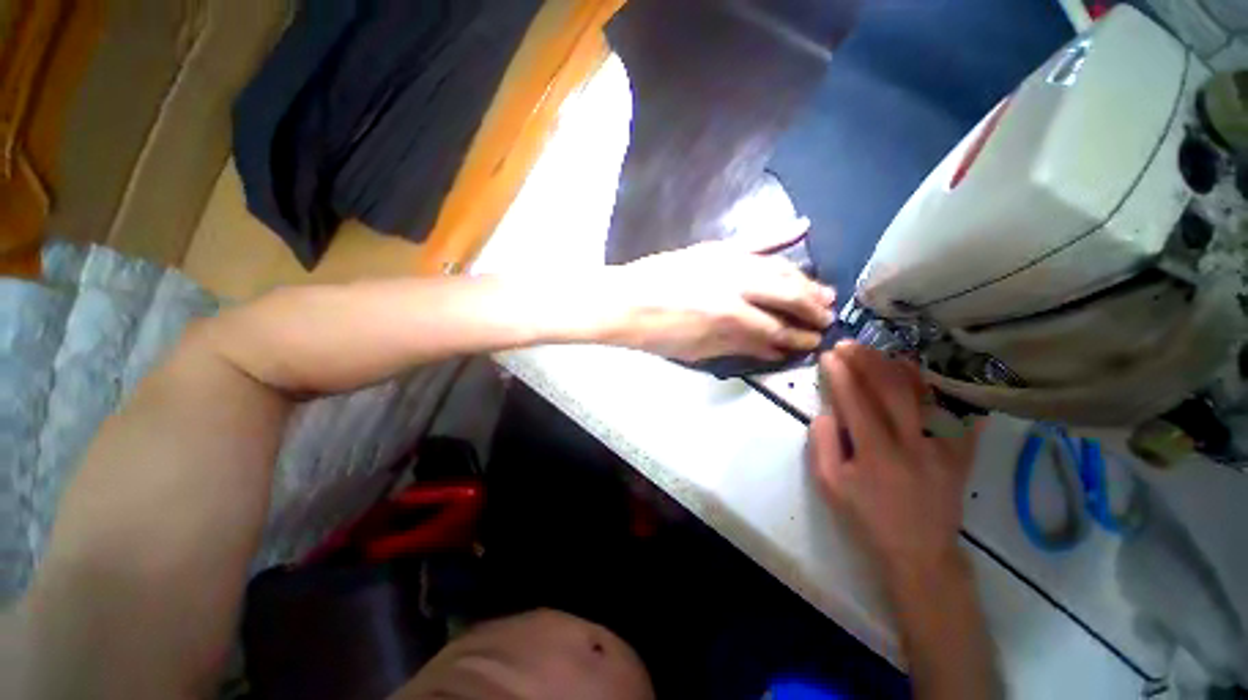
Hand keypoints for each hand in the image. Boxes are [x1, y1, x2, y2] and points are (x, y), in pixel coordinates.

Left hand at [603, 221, 835, 361]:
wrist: (624, 301)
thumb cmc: (656, 333)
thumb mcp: (697, 350)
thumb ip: (738, 346)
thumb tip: (773, 349)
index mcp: (729, 316)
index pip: (776, 329)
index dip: (797, 338)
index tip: (813, 343)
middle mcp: (736, 284)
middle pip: (786, 294)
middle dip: (811, 308)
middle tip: (828, 317)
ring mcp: (727, 260)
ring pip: (778, 268)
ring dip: (804, 280)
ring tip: (824, 291)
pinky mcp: (715, 247)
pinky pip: (754, 238)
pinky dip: (780, 233)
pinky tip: (803, 227)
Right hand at [808, 343, 981, 585]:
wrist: (919, 551)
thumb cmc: (866, 517)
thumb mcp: (829, 484)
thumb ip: (822, 443)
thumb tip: (827, 410)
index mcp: (876, 453)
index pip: (856, 401)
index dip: (840, 374)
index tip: (828, 356)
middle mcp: (913, 443)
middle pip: (891, 389)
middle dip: (866, 361)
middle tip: (848, 344)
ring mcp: (943, 446)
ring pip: (924, 394)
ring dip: (898, 367)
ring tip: (878, 351)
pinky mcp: (961, 452)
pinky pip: (954, 410)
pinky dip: (939, 387)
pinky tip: (923, 373)